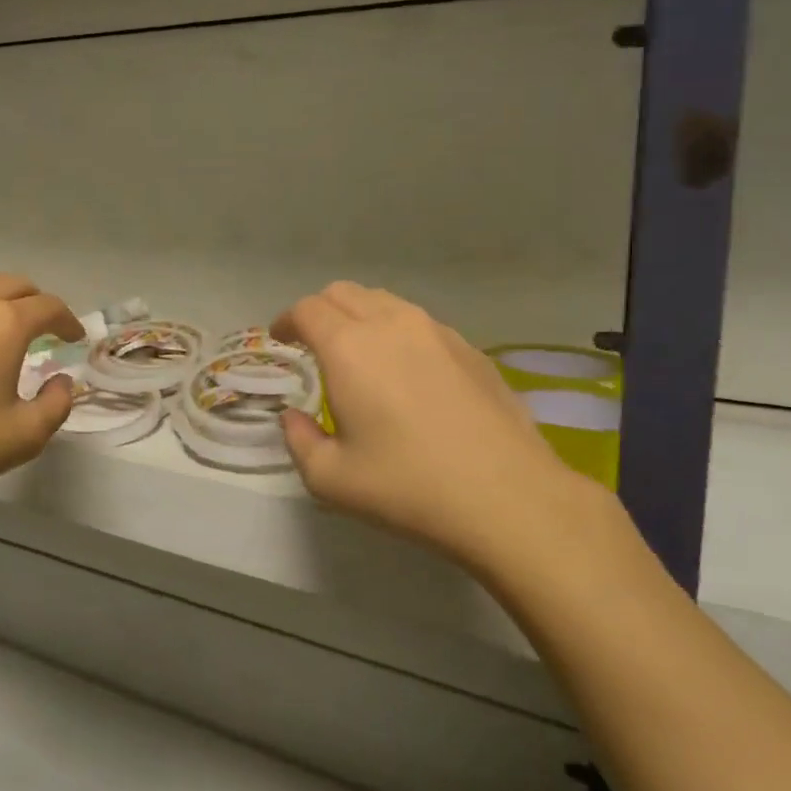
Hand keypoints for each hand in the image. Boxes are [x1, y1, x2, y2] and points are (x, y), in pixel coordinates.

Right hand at [274, 283, 627, 588]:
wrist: (508, 498)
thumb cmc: (408, 487)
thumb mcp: (331, 479)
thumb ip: (298, 440)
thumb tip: (292, 417)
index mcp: (349, 347)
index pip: (306, 309)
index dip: (286, 321)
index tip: (281, 340)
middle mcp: (391, 324)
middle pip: (343, 292)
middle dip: (319, 311)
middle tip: (313, 344)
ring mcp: (437, 331)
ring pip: (384, 301)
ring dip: (359, 316)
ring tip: (358, 353)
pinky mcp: (470, 348)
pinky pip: (420, 323)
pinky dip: (398, 332)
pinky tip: (407, 372)